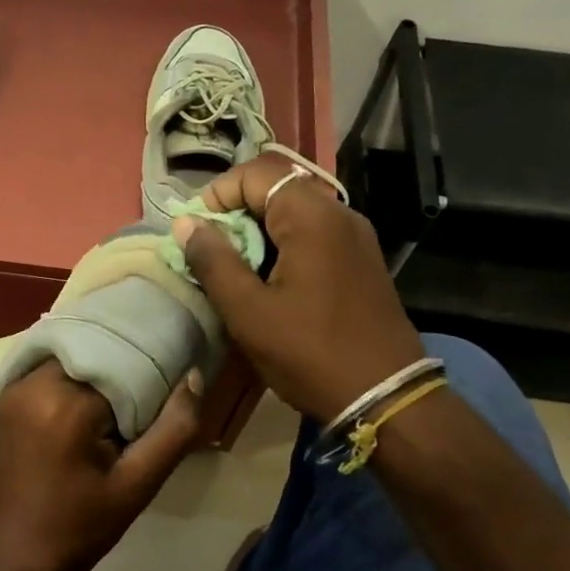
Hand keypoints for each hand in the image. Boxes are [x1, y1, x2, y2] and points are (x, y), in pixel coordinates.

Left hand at [0, 361, 200, 570]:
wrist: (15, 560)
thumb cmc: (79, 529)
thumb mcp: (137, 485)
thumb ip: (173, 429)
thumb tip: (193, 376)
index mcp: (64, 403)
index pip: (121, 362)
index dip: (151, 369)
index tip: (173, 378)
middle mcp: (32, 384)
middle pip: (93, 353)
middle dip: (124, 364)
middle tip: (154, 385)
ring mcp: (13, 389)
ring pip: (71, 358)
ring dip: (99, 370)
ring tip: (128, 393)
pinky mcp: (6, 400)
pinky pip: (50, 371)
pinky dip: (76, 377)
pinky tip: (96, 400)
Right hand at [176, 155, 425, 424]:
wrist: (385, 396)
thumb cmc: (310, 353)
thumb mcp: (249, 312)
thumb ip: (213, 262)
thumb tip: (185, 223)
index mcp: (313, 217)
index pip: (256, 174)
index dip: (217, 195)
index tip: (195, 234)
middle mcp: (340, 214)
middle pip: (277, 189)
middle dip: (235, 215)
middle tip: (210, 256)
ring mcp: (356, 238)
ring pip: (295, 214)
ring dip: (258, 234)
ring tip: (234, 273)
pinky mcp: (361, 262)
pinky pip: (313, 237)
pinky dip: (283, 248)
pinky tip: (268, 285)